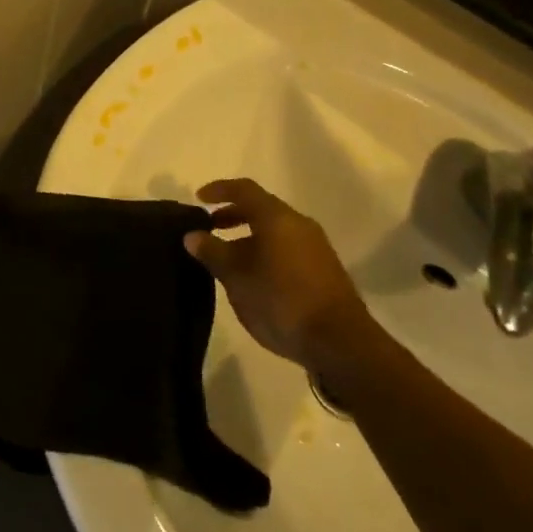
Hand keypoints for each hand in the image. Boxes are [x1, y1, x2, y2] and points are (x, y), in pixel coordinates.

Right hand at [183, 179, 370, 371]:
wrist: (340, 342)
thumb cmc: (281, 301)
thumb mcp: (237, 278)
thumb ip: (213, 252)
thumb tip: (192, 235)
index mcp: (277, 218)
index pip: (244, 190)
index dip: (219, 190)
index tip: (199, 198)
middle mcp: (299, 224)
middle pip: (261, 208)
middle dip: (233, 215)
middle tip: (210, 228)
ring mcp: (315, 246)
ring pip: (275, 230)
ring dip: (249, 236)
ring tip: (228, 258)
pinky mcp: (324, 269)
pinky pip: (287, 247)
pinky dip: (265, 250)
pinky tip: (254, 276)